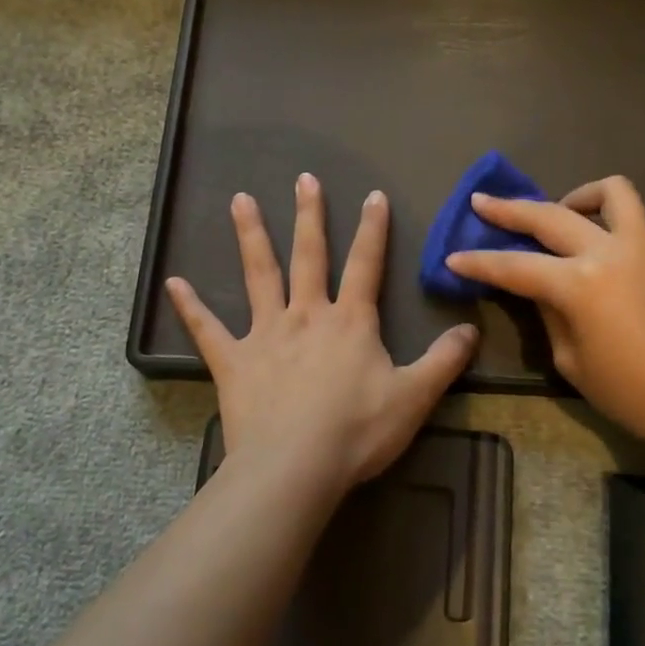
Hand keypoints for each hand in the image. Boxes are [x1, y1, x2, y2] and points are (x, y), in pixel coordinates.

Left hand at [167, 173, 478, 496]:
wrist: (295, 466)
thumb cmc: (357, 431)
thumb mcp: (415, 397)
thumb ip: (444, 361)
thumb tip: (471, 330)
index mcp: (350, 322)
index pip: (366, 265)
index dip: (373, 230)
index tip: (373, 195)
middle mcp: (307, 316)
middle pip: (309, 256)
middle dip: (309, 215)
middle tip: (303, 179)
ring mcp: (266, 335)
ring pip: (259, 276)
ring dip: (250, 237)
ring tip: (239, 200)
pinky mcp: (233, 361)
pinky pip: (208, 330)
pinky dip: (190, 307)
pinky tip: (173, 283)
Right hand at [445, 176, 644, 461]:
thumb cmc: (636, 396)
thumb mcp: (574, 362)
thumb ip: (551, 316)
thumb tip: (541, 290)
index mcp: (579, 285)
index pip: (514, 267)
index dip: (479, 263)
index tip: (453, 257)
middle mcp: (607, 251)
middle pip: (548, 216)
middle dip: (508, 209)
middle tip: (481, 202)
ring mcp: (642, 245)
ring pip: (607, 192)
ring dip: (573, 195)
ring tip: (558, 211)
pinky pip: (632, 214)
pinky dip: (607, 211)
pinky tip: (595, 239)